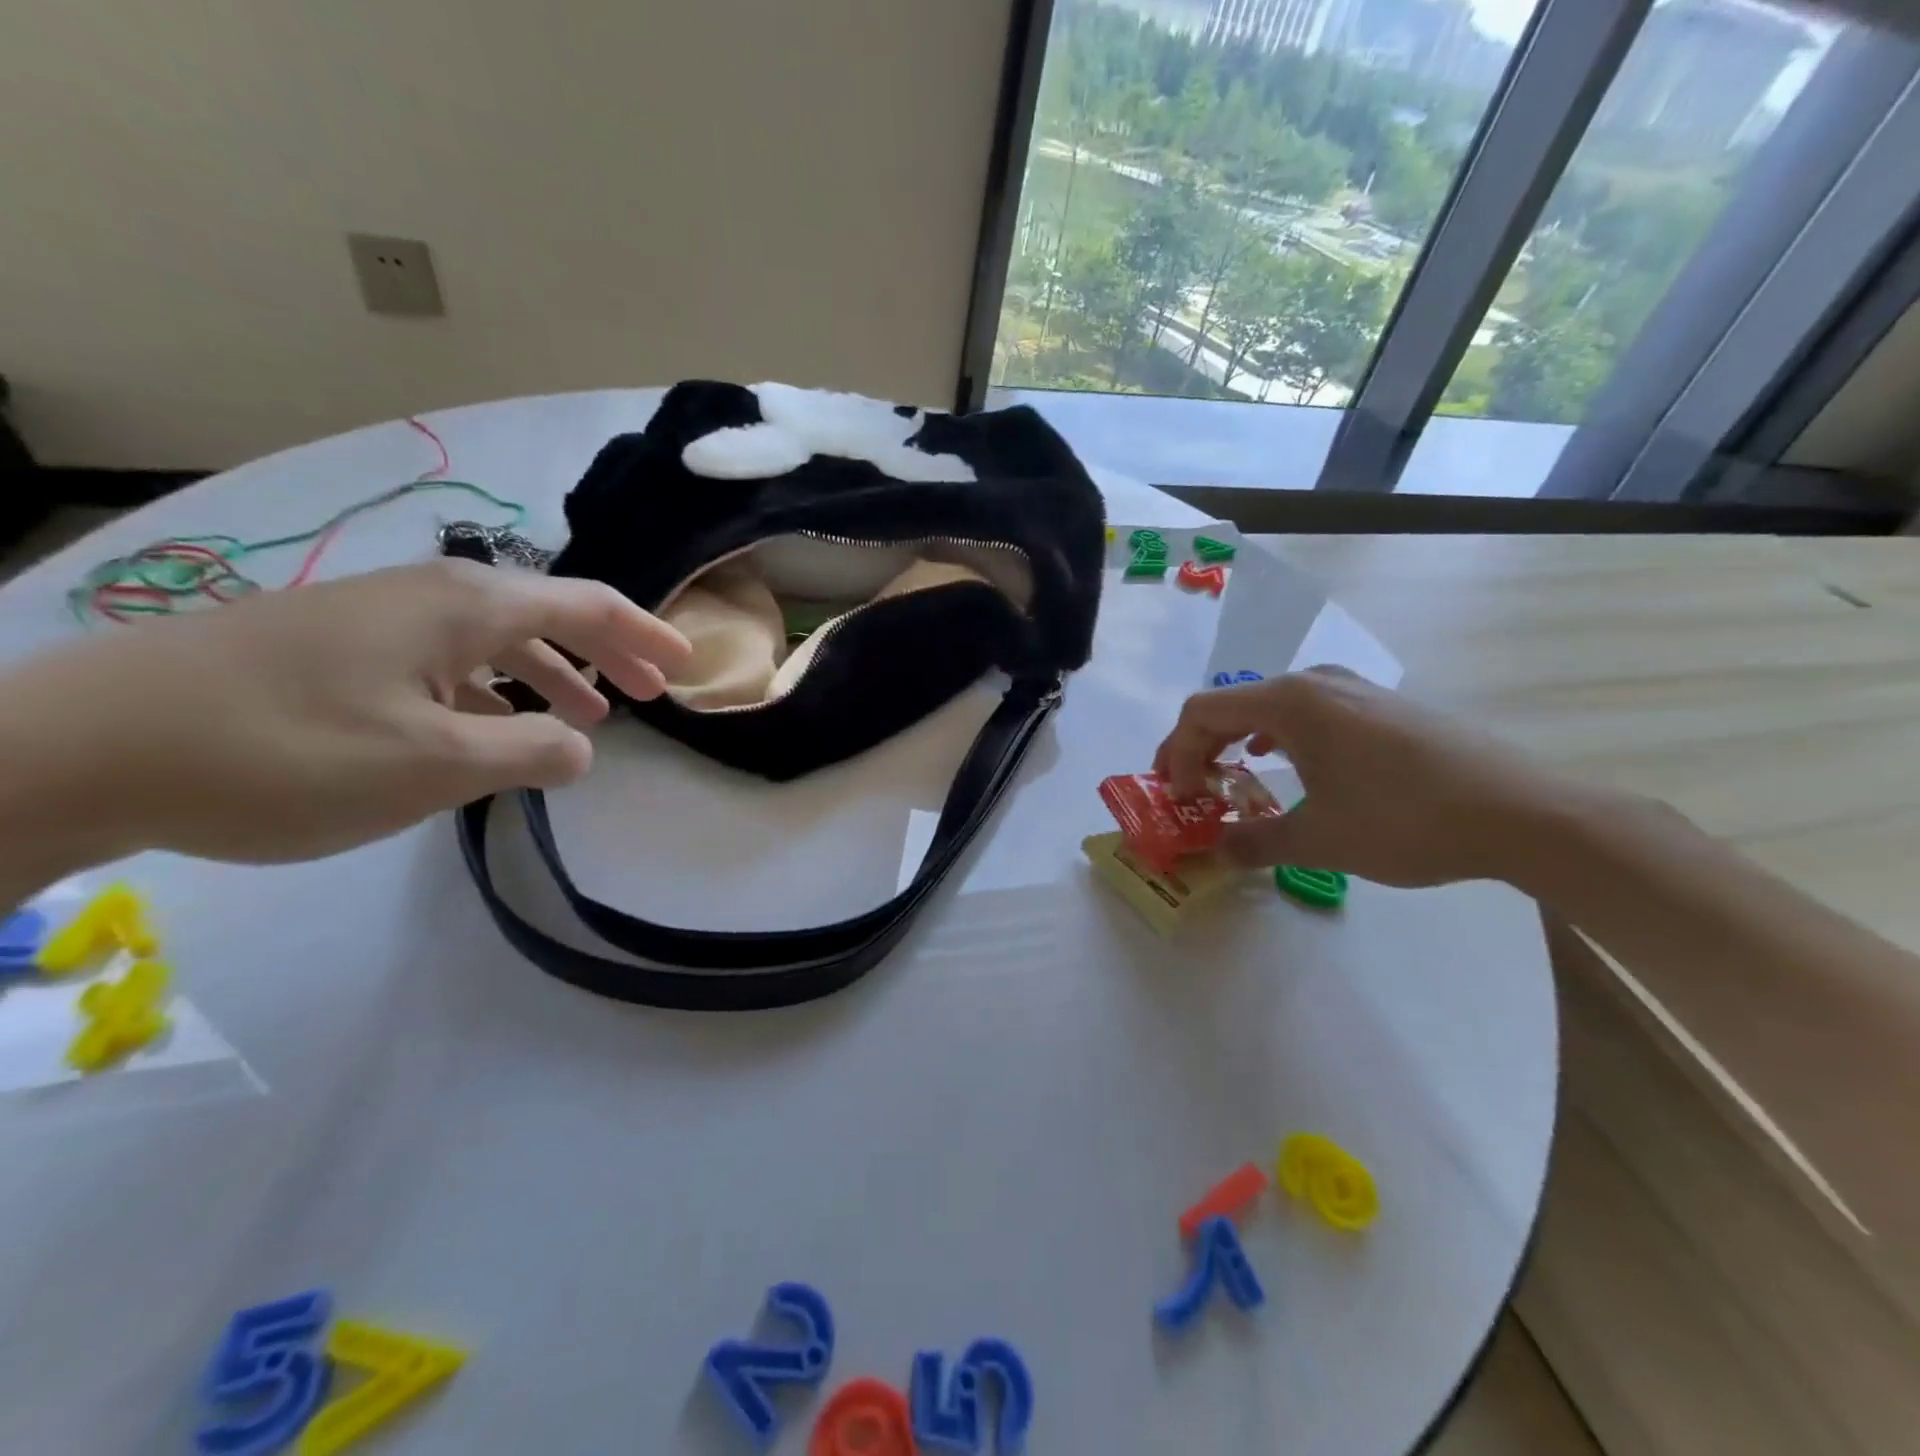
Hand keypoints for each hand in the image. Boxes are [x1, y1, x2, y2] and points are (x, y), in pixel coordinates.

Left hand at [0, 560, 690, 869]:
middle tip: (650, 697)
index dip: (647, 635)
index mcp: (468, 606)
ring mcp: (378, 618)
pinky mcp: (338, 647)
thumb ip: (534, 751)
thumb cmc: (289, 749)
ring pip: (497, 640)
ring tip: (586, 719)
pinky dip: (493, 691)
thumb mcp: (438, 763)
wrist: (83, 746)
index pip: (589, 606)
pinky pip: (448, 661)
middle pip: (549, 614)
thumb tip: (583, 746)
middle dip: (609, 654)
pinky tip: (490, 728)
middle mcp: (431, 595)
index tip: (687, 666)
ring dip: (552, 676)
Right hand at [1153, 667, 1572, 887]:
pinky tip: (1288, 764)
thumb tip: (1215, 852)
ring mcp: (1354, 689)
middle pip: (1231, 705)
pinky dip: (1278, 738)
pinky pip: (1307, 713)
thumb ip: (1253, 843)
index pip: (1202, 713)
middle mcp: (1316, 682)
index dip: (1177, 754)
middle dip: (1201, 748)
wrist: (1523, 813)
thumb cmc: (1405, 820)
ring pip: (1269, 706)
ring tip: (1233, 778)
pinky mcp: (1382, 706)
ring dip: (1238, 742)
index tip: (1179, 798)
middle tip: (1191, 790)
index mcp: (1290, 702)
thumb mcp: (1319, 840)